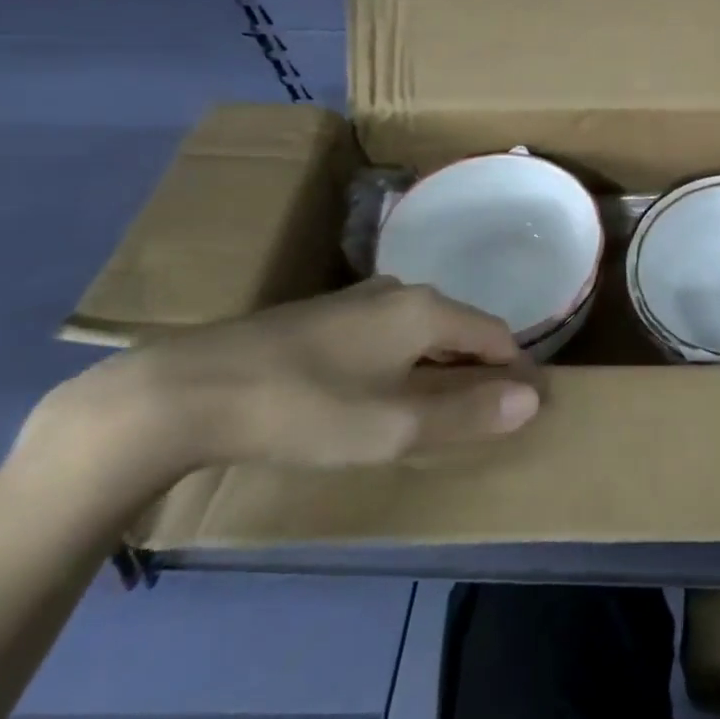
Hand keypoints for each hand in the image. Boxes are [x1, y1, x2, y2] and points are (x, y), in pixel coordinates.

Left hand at [29, 278, 541, 477]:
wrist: (186, 391)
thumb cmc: (305, 409)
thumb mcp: (394, 426)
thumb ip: (467, 413)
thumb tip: (533, 399)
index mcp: (426, 309)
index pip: (496, 334)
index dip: (515, 372)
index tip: (523, 409)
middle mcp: (399, 292)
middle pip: (460, 328)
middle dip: (478, 370)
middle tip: (479, 418)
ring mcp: (356, 300)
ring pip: (421, 331)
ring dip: (439, 366)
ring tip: (432, 412)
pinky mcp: (321, 316)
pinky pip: (386, 335)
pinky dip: (401, 363)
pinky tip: (376, 394)